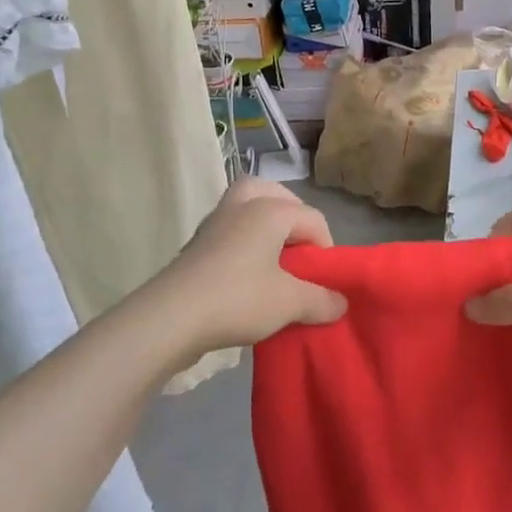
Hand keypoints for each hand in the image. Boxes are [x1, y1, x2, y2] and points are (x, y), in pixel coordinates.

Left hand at [149, 179, 345, 353]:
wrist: (170, 318)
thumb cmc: (238, 299)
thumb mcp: (289, 303)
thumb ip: (321, 300)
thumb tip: (341, 303)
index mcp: (270, 210)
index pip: (313, 219)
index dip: (325, 249)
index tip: (323, 282)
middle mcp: (242, 205)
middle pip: (274, 193)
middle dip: (292, 216)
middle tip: (298, 249)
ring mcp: (215, 222)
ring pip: (246, 205)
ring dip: (264, 223)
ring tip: (274, 255)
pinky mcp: (197, 244)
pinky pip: (229, 228)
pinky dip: (243, 238)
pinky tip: (248, 271)